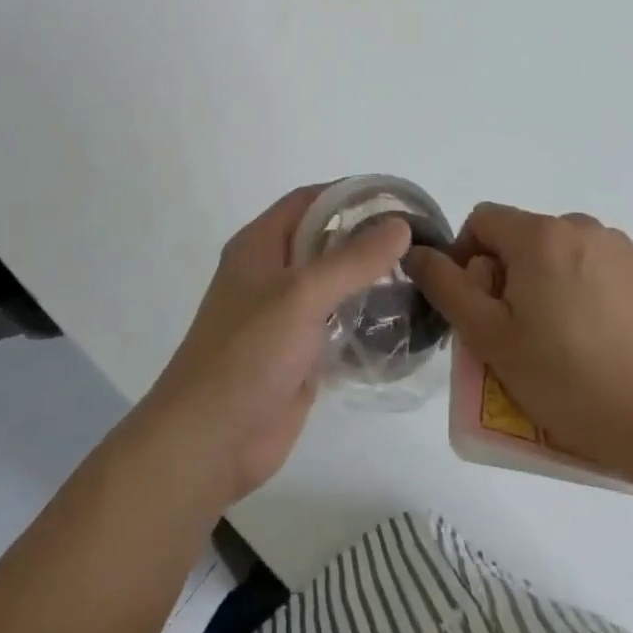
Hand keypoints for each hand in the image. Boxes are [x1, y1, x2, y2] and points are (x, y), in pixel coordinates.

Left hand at [137, 186, 412, 508]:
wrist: (211, 439)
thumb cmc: (248, 352)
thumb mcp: (302, 295)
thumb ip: (352, 260)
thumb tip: (400, 225)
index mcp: (260, 245)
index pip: (308, 200)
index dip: (348, 193)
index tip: (396, 198)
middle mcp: (271, 273)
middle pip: (323, 240)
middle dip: (366, 236)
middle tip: (419, 239)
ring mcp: (285, 315)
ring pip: (333, 284)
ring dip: (370, 279)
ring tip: (420, 276)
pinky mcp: (299, 353)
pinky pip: (338, 325)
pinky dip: (366, 319)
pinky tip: (404, 322)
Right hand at [404, 203, 632, 486]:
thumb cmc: (565, 379)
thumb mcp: (489, 337)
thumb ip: (446, 285)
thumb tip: (416, 252)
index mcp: (539, 235)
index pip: (483, 220)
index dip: (468, 256)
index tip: (479, 305)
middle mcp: (582, 226)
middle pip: (525, 235)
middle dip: (511, 272)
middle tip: (517, 329)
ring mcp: (623, 248)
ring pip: (564, 250)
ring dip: (551, 278)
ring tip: (562, 336)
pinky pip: (602, 266)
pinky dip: (589, 287)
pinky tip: (600, 336)